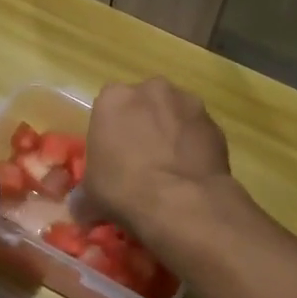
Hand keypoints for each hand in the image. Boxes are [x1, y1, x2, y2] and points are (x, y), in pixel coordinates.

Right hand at [85, 78, 231, 234]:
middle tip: (141, 161)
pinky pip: (197, 132)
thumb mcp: (91, 197)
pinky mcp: (214, 122)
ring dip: (170, 133)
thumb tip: (82, 207)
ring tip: (170, 169)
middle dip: (142, 126)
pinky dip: (194, 147)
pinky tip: (190, 173)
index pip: (107, 109)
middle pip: (143, 105)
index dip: (110, 134)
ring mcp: (187, 102)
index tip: (113, 158)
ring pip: (173, 115)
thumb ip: (84, 195)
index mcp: (113, 98)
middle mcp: (151, 89)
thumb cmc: (124, 190)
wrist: (181, 202)